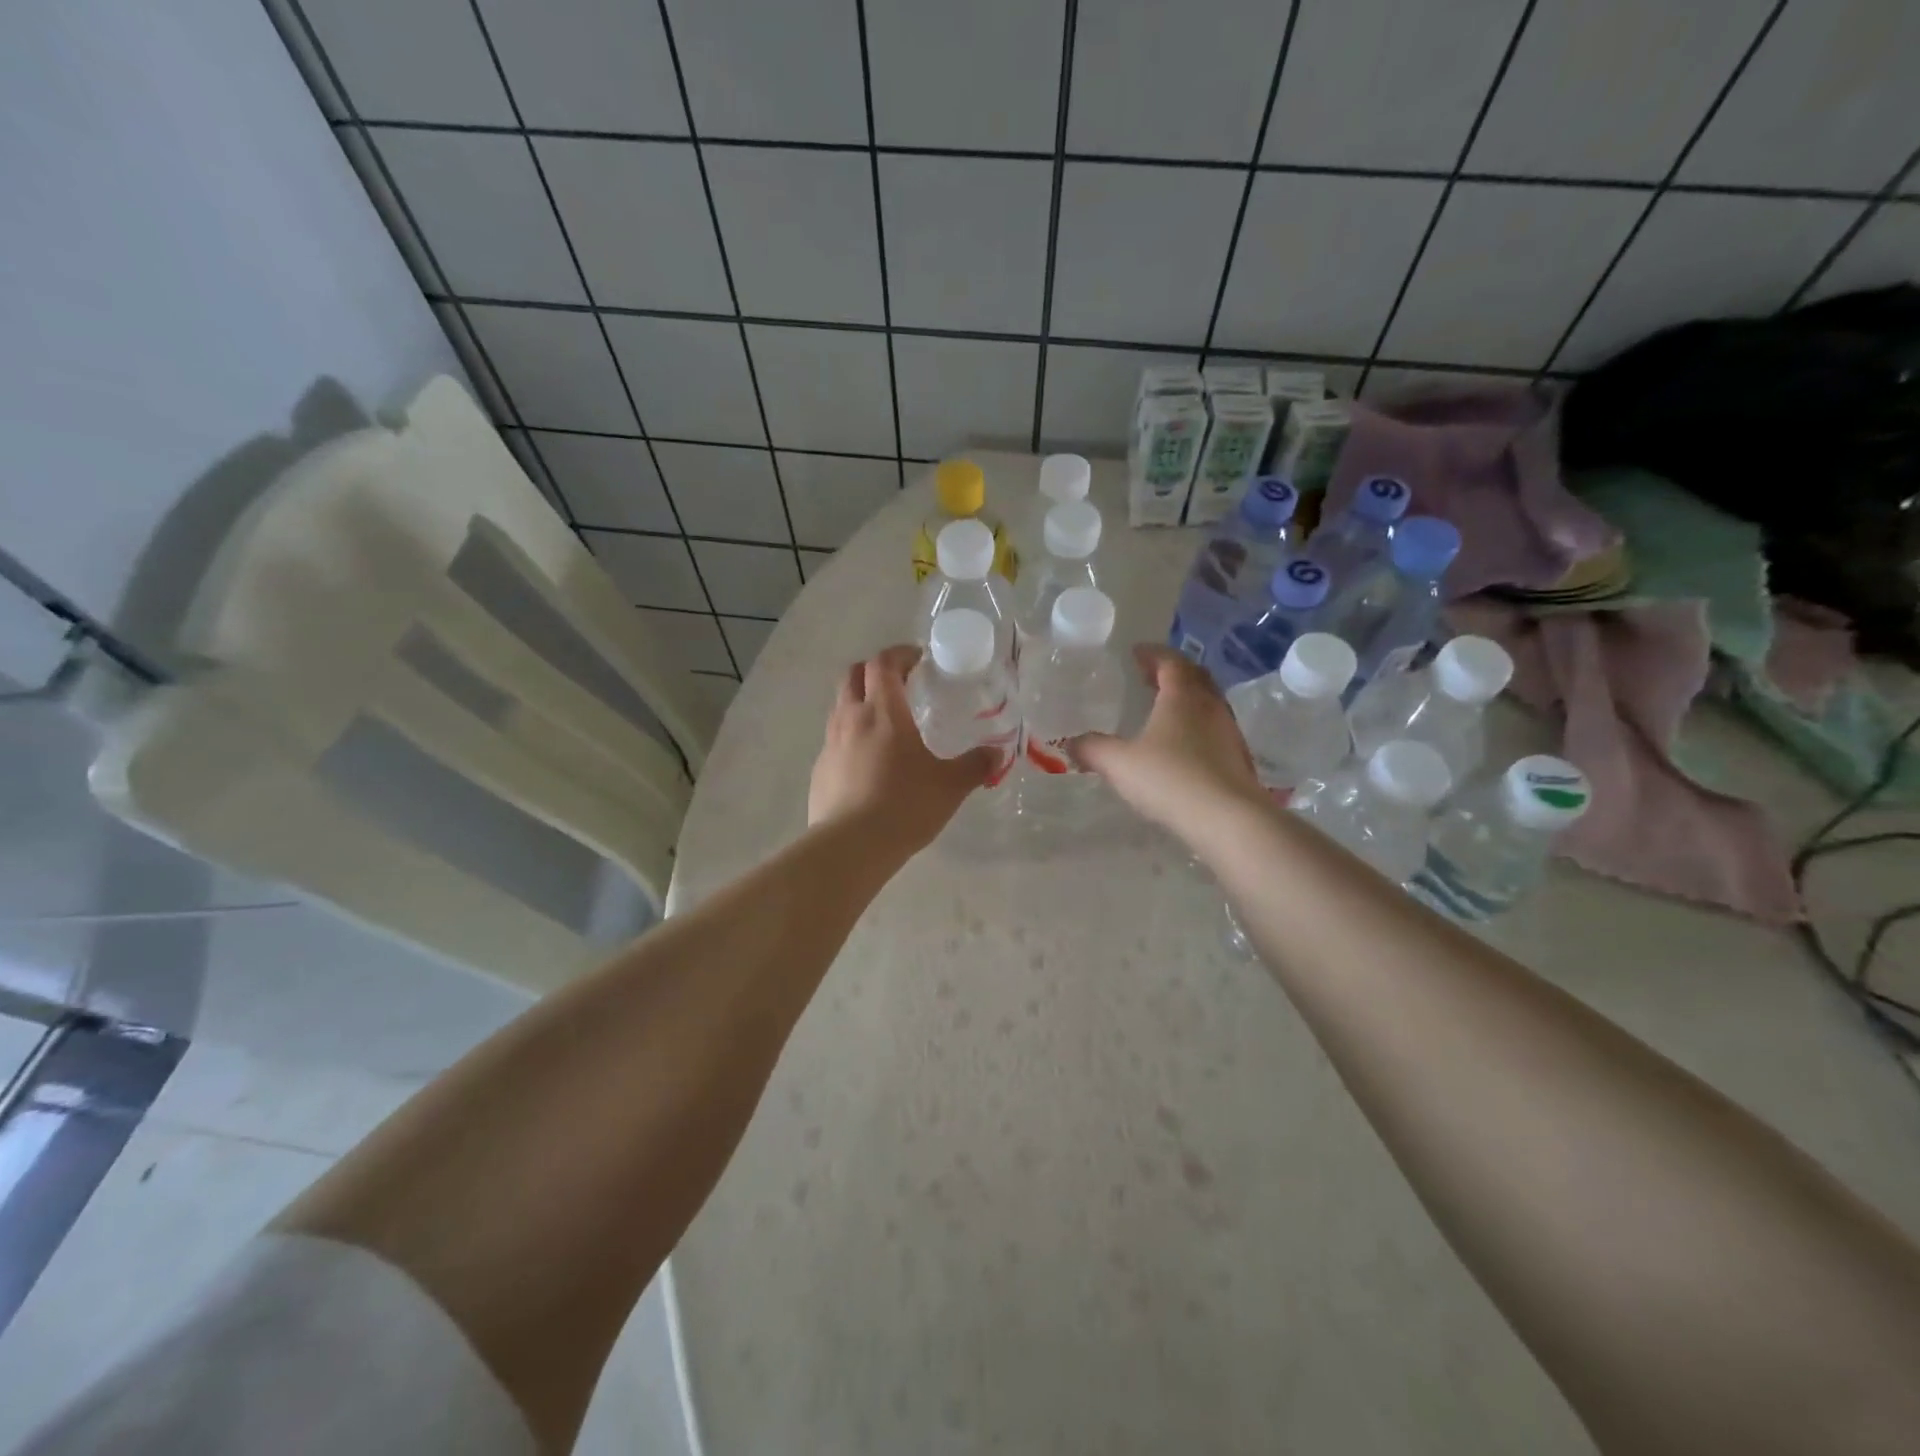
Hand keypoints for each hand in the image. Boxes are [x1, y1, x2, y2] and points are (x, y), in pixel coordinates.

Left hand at [808, 645, 998, 854]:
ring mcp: (830, 744)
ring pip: (840, 706)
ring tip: (884, 722)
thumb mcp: (950, 786)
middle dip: (874, 671)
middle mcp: (851, 718)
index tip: (917, 659)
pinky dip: (850, 736)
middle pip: (852, 675)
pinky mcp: (820, 770)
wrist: (851, 846)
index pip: (883, 663)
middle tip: (899, 683)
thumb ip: (975, 765)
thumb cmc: (904, 806)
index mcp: (883, 712)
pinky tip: (868, 761)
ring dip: (859, 701)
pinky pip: (834, 739)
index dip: (899, 654)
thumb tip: (997, 754)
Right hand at [1070, 645, 1263, 841]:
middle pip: (1194, 677)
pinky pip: (1214, 729)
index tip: (1136, 653)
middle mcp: (1210, 706)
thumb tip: (1072, 743)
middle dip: (1172, 672)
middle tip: (1150, 676)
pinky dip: (1196, 725)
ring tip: (1164, 709)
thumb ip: (1094, 749)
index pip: (1170, 661)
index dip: (1152, 654)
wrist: (1229, 819)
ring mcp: (1229, 732)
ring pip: (1208, 703)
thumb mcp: (1120, 763)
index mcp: (1182, 696)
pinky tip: (1182, 745)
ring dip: (1187, 699)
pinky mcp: (1238, 758)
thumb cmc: (1170, 779)